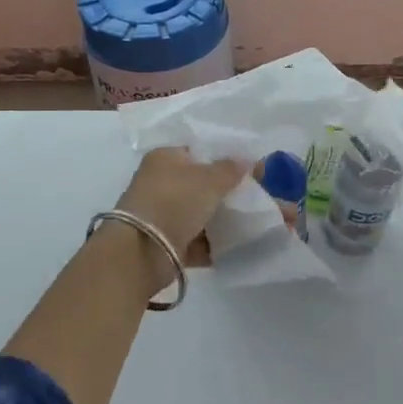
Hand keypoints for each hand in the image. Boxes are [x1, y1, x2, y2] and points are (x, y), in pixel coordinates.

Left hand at [114, 148, 249, 290]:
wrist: (142, 251)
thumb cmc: (173, 201)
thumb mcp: (208, 179)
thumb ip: (230, 169)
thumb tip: (246, 160)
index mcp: (165, 159)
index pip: (199, 152)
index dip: (225, 158)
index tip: (253, 168)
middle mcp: (161, 183)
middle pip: (202, 184)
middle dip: (230, 191)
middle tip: (260, 195)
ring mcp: (164, 215)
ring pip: (202, 213)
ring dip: (226, 219)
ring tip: (259, 220)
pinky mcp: (169, 243)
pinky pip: (199, 240)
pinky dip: (218, 243)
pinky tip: (244, 244)